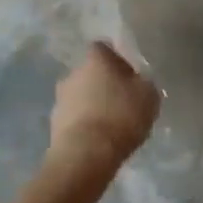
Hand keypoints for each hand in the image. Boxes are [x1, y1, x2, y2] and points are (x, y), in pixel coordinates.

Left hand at [49, 42, 160, 174]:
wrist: (85, 155)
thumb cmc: (121, 116)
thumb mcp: (149, 96)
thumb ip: (144, 82)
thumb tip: (138, 81)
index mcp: (95, 58)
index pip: (104, 48)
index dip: (118, 60)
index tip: (130, 76)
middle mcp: (73, 72)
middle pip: (91, 72)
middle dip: (104, 84)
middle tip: (122, 101)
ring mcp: (60, 98)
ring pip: (81, 95)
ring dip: (93, 105)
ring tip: (111, 125)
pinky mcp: (54, 123)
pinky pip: (74, 118)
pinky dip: (84, 125)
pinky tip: (98, 140)